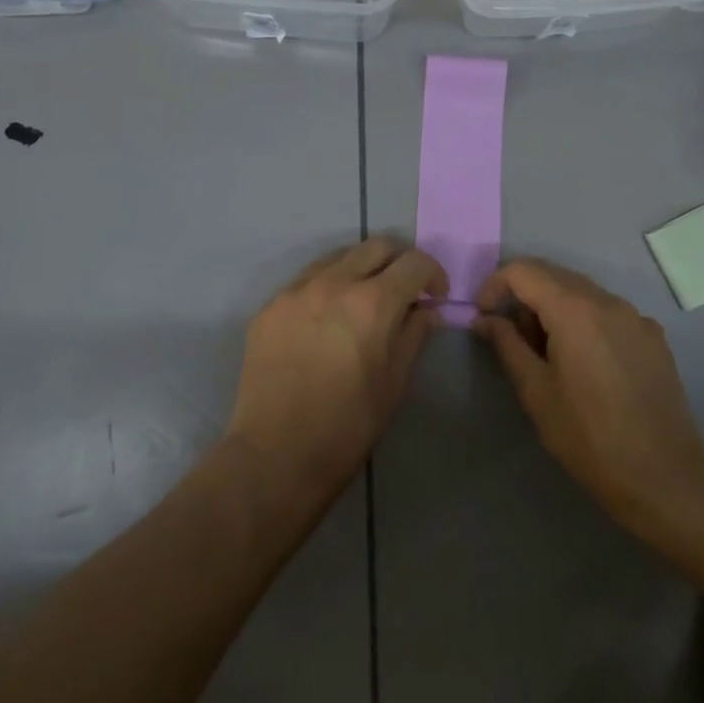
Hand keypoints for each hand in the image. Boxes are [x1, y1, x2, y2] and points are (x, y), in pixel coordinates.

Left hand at [229, 239, 447, 497]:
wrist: (275, 455)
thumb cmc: (348, 426)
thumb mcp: (395, 383)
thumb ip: (414, 335)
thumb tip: (427, 310)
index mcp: (373, 302)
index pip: (415, 262)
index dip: (433, 275)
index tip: (434, 298)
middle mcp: (333, 283)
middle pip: (375, 247)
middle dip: (397, 264)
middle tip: (401, 294)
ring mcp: (295, 291)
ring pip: (337, 257)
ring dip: (359, 270)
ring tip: (361, 304)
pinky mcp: (269, 307)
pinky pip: (305, 281)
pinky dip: (326, 288)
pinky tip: (325, 322)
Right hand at [473, 258, 703, 532]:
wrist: (664, 476)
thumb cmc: (589, 436)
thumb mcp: (536, 391)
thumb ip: (506, 345)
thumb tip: (484, 319)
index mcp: (574, 309)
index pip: (523, 271)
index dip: (495, 285)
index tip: (483, 315)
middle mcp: (608, 300)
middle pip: (553, 274)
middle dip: (523, 296)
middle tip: (511, 338)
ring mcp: (636, 316)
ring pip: (581, 292)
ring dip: (553, 308)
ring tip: (546, 354)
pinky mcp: (653, 336)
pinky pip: (607, 312)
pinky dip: (583, 321)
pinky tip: (584, 363)